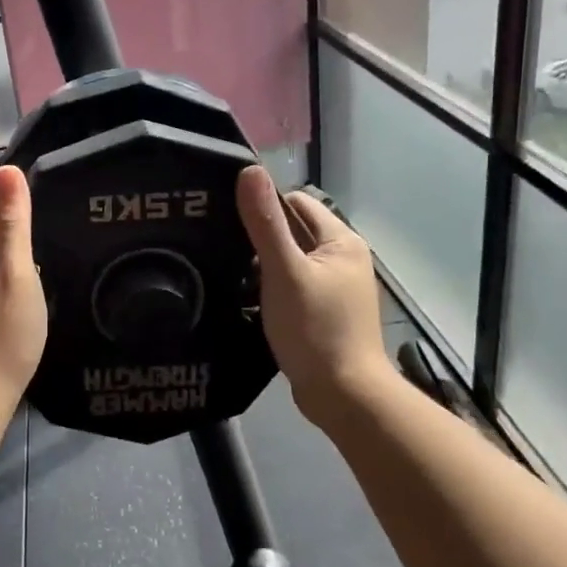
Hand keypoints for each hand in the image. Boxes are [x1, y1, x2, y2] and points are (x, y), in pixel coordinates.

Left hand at [0, 166, 47, 403]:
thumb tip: (9, 169)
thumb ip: (13, 222)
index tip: (34, 245)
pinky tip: (10, 315)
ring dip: (3, 272)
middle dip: (8, 248)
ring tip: (25, 297)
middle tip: (33, 277)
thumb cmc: (0, 337)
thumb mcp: (15, 274)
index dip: (11, 220)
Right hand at [235, 166, 393, 426]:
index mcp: (342, 242)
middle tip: (222, 248)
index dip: (264, 207)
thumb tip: (250, 170)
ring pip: (290, 262)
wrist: (342, 396)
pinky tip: (247, 299)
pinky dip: (271, 289)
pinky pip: (292, 287)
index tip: (229, 219)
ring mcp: (336, 289)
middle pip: (293, 232)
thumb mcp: (284, 272)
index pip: (297, 203)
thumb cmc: (315, 329)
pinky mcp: (324, 313)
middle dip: (261, 238)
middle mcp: (344, 259)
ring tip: (229, 273)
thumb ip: (265, 223)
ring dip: (263, 266)